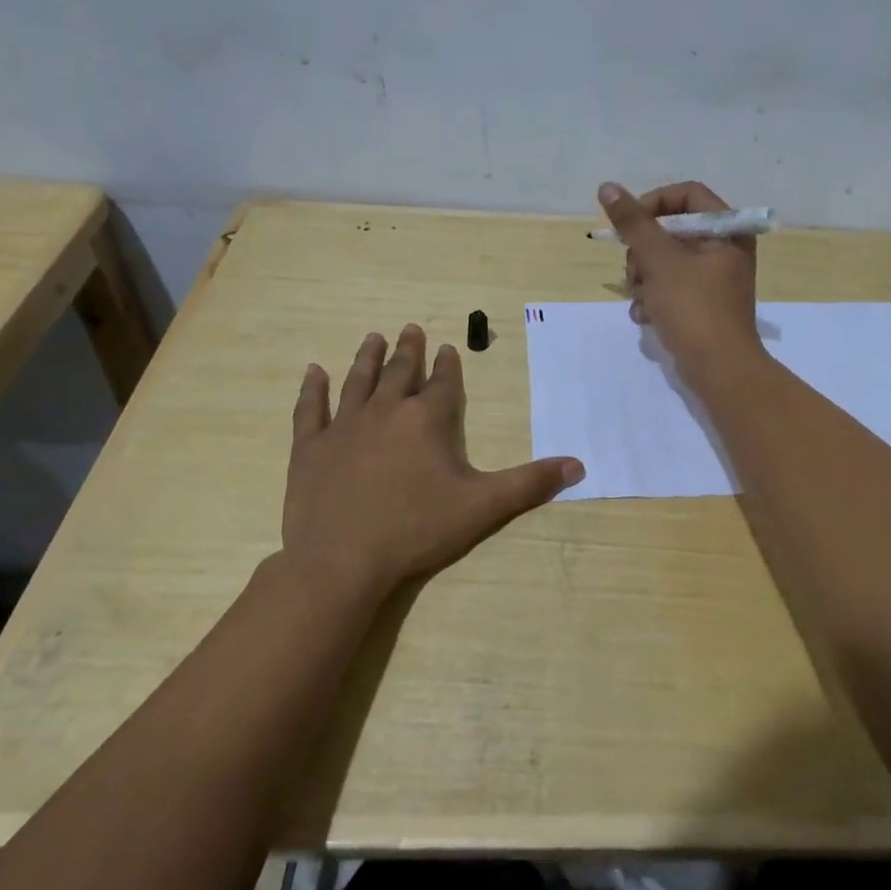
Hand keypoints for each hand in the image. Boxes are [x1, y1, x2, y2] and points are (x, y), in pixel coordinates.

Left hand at [280, 324, 584, 597]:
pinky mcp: (311, 447)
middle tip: (411, 328)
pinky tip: (313, 371)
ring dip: (368, 357)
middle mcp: (386, 412)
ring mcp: (344, 427)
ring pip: (358, 381)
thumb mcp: (483, 507)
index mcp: (427, 421)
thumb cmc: (416, 530)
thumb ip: (531, 484)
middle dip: (409, 350)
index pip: (442, 384)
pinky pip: (311, 409)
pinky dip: (312, 388)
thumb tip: (579, 464)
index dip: (448, 366)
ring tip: (374, 337)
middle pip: (400, 373)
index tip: (448, 347)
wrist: (341, 562)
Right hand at [598, 181, 759, 373]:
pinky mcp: (703, 304)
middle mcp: (725, 249)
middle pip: (671, 229)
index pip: (685, 195)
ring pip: (665, 260)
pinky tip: (646, 316)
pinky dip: (654, 298)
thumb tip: (607, 187)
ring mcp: (714, 278)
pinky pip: (671, 287)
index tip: (630, 228)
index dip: (653, 205)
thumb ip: (633, 222)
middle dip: (644, 252)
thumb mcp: (659, 260)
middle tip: (635, 273)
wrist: (720, 371)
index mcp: (727, 230)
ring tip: (642, 301)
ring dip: (644, 279)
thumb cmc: (694, 308)